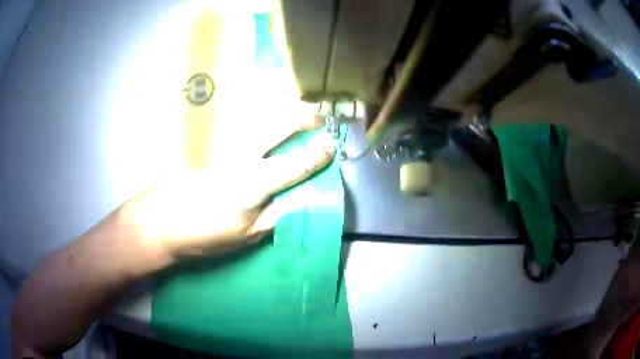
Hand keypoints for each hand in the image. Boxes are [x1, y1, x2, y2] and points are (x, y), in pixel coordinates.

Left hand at [127, 114, 333, 258]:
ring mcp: (221, 142)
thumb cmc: (204, 235)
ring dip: (280, 109)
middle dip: (303, 117)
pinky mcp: (206, 138)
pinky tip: (260, 115)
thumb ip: (277, 215)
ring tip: (295, 110)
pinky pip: (235, 118)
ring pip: (257, 113)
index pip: (296, 164)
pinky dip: (254, 111)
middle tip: (317, 119)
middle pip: (278, 125)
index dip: (318, 154)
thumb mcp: (247, 237)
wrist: (160, 221)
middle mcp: (239, 155)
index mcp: (253, 184)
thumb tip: (301, 198)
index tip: (331, 146)